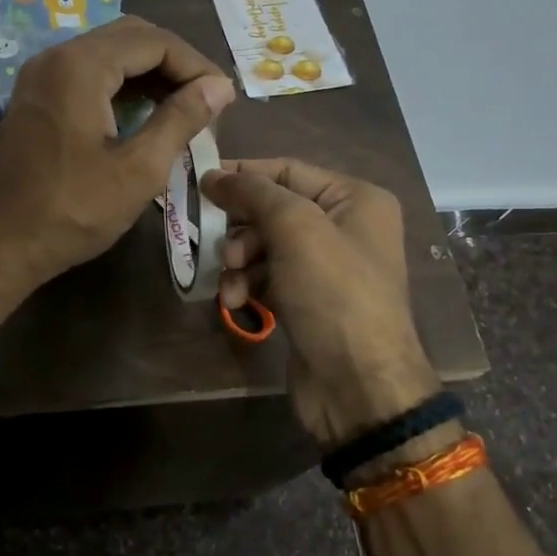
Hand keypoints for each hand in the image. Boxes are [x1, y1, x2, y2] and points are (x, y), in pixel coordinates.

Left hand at [0, 16, 234, 289]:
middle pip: (129, 37)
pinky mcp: (36, 97)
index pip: (153, 41)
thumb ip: (182, 119)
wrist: (3, 245)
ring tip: (184, 106)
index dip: (195, 64)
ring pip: (108, 53)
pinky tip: (144, 113)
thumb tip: (220, 86)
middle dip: (173, 62)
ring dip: (148, 72)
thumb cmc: (73, 211)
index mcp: (80, 66)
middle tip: (206, 98)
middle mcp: (56, 57)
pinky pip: (87, 72)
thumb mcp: (139, 169)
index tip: (223, 97)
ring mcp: (41, 76)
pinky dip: (121, 84)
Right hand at [199, 159, 440, 447]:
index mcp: (355, 199)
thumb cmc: (333, 293)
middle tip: (216, 243)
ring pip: (265, 245)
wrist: (358, 385)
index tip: (198, 182)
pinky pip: (267, 276)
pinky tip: (235, 300)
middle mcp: (345, 226)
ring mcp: (326, 266)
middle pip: (273, 209)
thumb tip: (213, 175)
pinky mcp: (308, 299)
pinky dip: (248, 283)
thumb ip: (253, 193)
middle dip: (240, 226)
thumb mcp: (296, 229)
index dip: (243, 174)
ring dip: (239, 260)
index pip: (287, 170)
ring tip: (229, 279)